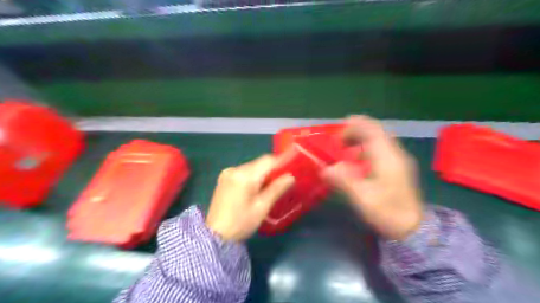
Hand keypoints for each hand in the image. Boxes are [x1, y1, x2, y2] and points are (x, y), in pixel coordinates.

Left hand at [206, 156, 293, 241]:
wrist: (215, 235)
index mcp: (245, 176)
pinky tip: (255, 188)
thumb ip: (277, 189)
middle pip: (259, 163)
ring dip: (262, 174)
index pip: (267, 160)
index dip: (281, 161)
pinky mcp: (224, 178)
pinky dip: (252, 177)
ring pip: (251, 167)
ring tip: (269, 187)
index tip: (292, 166)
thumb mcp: (262, 207)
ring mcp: (227, 172)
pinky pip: (243, 172)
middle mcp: (234, 169)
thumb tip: (290, 176)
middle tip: (282, 180)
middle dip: (271, 170)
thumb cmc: (241, 222)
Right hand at [322, 115, 423, 240]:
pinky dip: (368, 146)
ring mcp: (399, 160)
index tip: (340, 129)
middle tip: (340, 138)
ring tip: (346, 145)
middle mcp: (395, 154)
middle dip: (358, 130)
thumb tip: (324, 169)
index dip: (356, 126)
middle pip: (377, 132)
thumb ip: (343, 181)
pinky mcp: (399, 167)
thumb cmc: (387, 212)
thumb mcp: (362, 198)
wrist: (413, 228)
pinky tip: (359, 158)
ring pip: (381, 139)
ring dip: (363, 137)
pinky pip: (382, 148)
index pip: (372, 131)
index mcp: (387, 158)